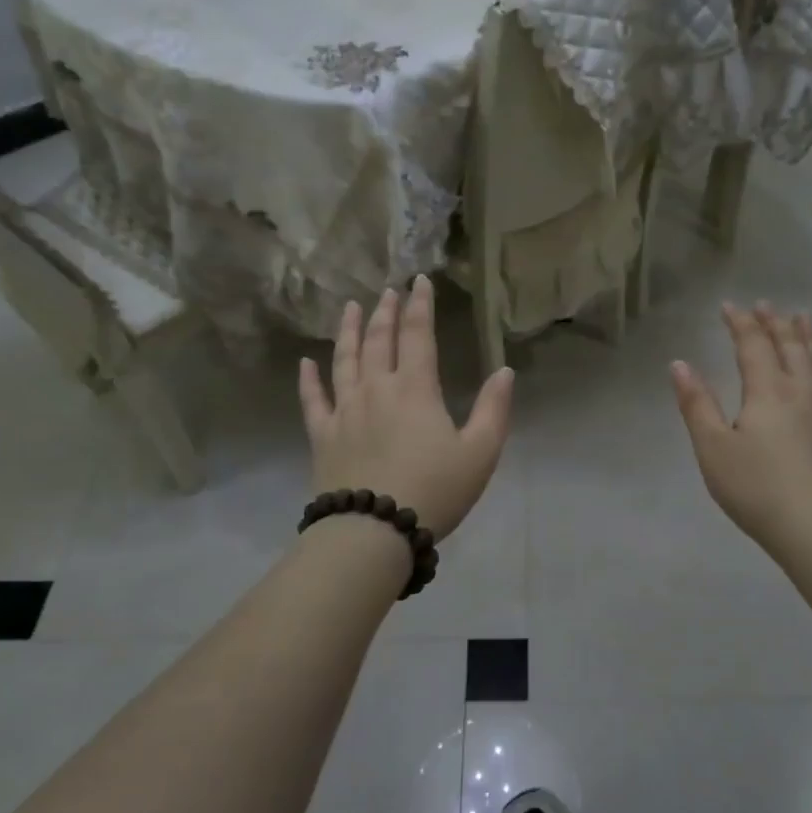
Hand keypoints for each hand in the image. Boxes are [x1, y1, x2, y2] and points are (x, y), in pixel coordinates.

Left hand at [299, 275, 514, 540]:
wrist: (374, 531)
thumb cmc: (434, 490)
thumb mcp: (480, 453)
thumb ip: (494, 409)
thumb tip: (505, 371)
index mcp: (415, 389)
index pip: (418, 335)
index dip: (420, 305)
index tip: (419, 281)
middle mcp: (376, 389)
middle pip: (378, 340)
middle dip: (385, 312)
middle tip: (387, 290)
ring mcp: (344, 411)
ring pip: (344, 360)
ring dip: (348, 331)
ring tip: (350, 307)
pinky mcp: (322, 435)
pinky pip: (312, 400)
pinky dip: (309, 379)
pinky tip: (306, 361)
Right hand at [672, 302, 811, 557]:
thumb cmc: (756, 488)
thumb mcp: (713, 448)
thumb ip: (697, 404)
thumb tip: (680, 364)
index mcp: (768, 390)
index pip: (753, 345)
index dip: (740, 323)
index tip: (728, 306)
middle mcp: (801, 391)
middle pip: (790, 346)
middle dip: (775, 322)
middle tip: (765, 304)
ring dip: (807, 337)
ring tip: (803, 318)